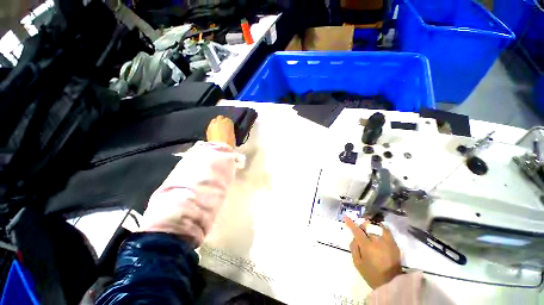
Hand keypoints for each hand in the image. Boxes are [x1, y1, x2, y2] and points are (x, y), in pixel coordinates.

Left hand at [206, 115, 235, 146]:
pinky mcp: (207, 129)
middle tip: (223, 127)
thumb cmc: (229, 142)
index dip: (229, 124)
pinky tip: (214, 133)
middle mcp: (219, 121)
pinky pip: (210, 126)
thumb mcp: (233, 136)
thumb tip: (228, 130)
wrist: (219, 148)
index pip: (228, 120)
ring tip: (218, 130)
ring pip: (214, 121)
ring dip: (216, 124)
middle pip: (220, 118)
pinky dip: (212, 128)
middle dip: (221, 121)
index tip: (229, 127)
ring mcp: (212, 124)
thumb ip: (230, 130)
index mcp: (228, 122)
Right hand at [344, 217, 402, 288]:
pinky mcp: (395, 244)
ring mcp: (388, 242)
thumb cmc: (372, 274)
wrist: (391, 284)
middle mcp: (378, 241)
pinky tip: (378, 230)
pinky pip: (386, 231)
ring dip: (371, 230)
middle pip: (367, 229)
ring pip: (376, 229)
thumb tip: (354, 238)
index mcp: (367, 246)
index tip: (346, 217)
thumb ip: (354, 248)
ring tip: (369, 233)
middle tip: (360, 231)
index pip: (357, 231)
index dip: (351, 224)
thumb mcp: (357, 263)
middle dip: (362, 228)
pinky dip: (381, 228)